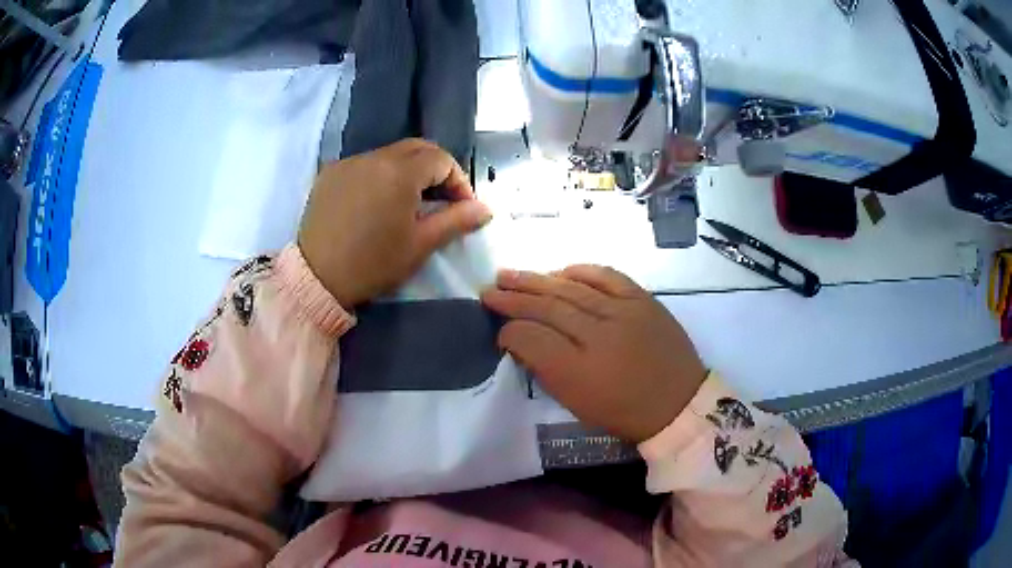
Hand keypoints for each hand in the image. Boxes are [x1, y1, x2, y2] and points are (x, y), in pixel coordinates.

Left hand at [298, 139, 491, 306]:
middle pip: (417, 148)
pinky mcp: (330, 173)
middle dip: (436, 168)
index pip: (441, 159)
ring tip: (408, 201)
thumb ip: (456, 220)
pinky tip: (377, 200)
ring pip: (389, 154)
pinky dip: (379, 175)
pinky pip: (364, 164)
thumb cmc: (373, 264)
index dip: (458, 180)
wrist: (317, 278)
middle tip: (441, 198)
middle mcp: (374, 157)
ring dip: (407, 170)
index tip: (461, 207)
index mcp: (400, 172)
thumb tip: (486, 209)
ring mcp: (349, 162)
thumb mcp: (420, 245)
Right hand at [481, 265, 705, 442]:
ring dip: (537, 279)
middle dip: (513, 298)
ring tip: (510, 274)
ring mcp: (623, 313)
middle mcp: (599, 336)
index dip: (509, 331)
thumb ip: (545, 371)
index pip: (531, 338)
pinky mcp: (643, 300)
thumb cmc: (624, 411)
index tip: (497, 329)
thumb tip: (521, 342)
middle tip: (489, 290)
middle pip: (547, 308)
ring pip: (571, 288)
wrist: (678, 402)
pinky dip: (581, 270)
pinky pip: (607, 276)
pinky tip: (560, 270)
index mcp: (579, 372)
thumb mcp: (577, 404)